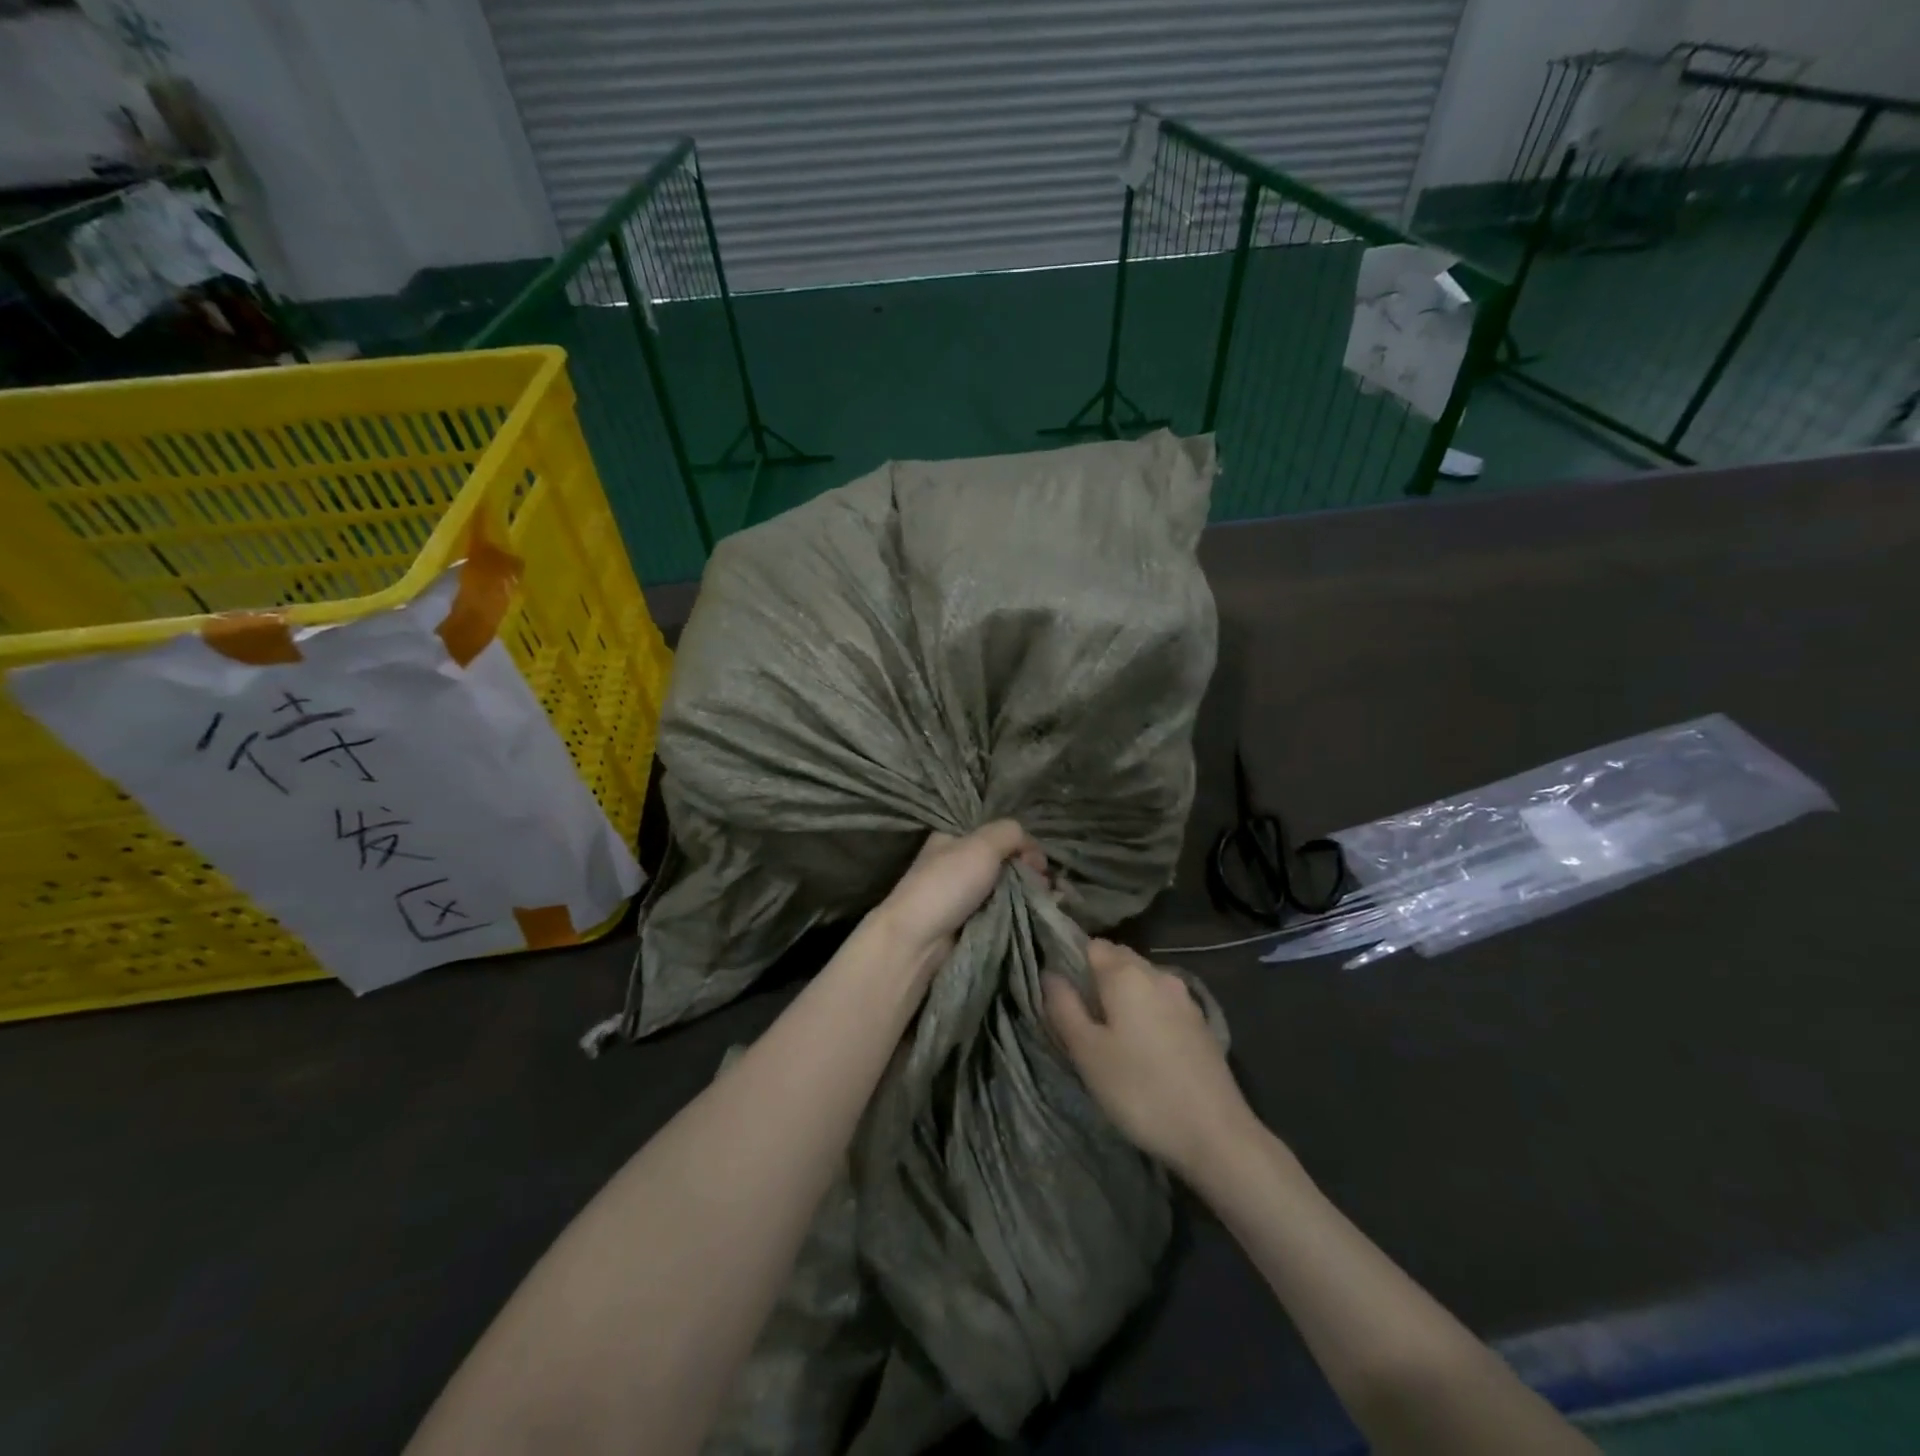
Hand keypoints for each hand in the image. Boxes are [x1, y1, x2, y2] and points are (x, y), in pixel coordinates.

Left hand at [871, 820, 1044, 969]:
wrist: (919, 941)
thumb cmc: (947, 884)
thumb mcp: (980, 844)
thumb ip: (1010, 832)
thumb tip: (1031, 848)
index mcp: (955, 837)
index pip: (998, 832)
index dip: (1021, 842)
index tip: (1036, 859)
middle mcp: (962, 862)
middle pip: (1008, 860)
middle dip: (1030, 869)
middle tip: (1042, 883)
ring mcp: (969, 894)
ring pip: (1011, 886)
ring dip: (1031, 891)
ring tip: (1046, 899)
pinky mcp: (976, 922)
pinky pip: (1007, 910)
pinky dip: (1024, 910)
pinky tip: (1040, 911)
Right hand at [1044, 940, 1256, 1177]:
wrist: (1217, 1135)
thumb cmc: (1140, 1090)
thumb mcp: (1087, 1052)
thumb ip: (1063, 1007)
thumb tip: (1049, 974)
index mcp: (1126, 973)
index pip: (1090, 945)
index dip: (1071, 961)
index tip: (1060, 993)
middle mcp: (1157, 974)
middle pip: (1118, 959)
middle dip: (1096, 978)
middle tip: (1080, 1016)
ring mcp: (1184, 998)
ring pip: (1142, 981)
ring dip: (1122, 995)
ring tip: (1109, 1033)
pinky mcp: (1201, 1023)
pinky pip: (1162, 1002)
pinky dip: (1146, 1012)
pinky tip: (1143, 1046)